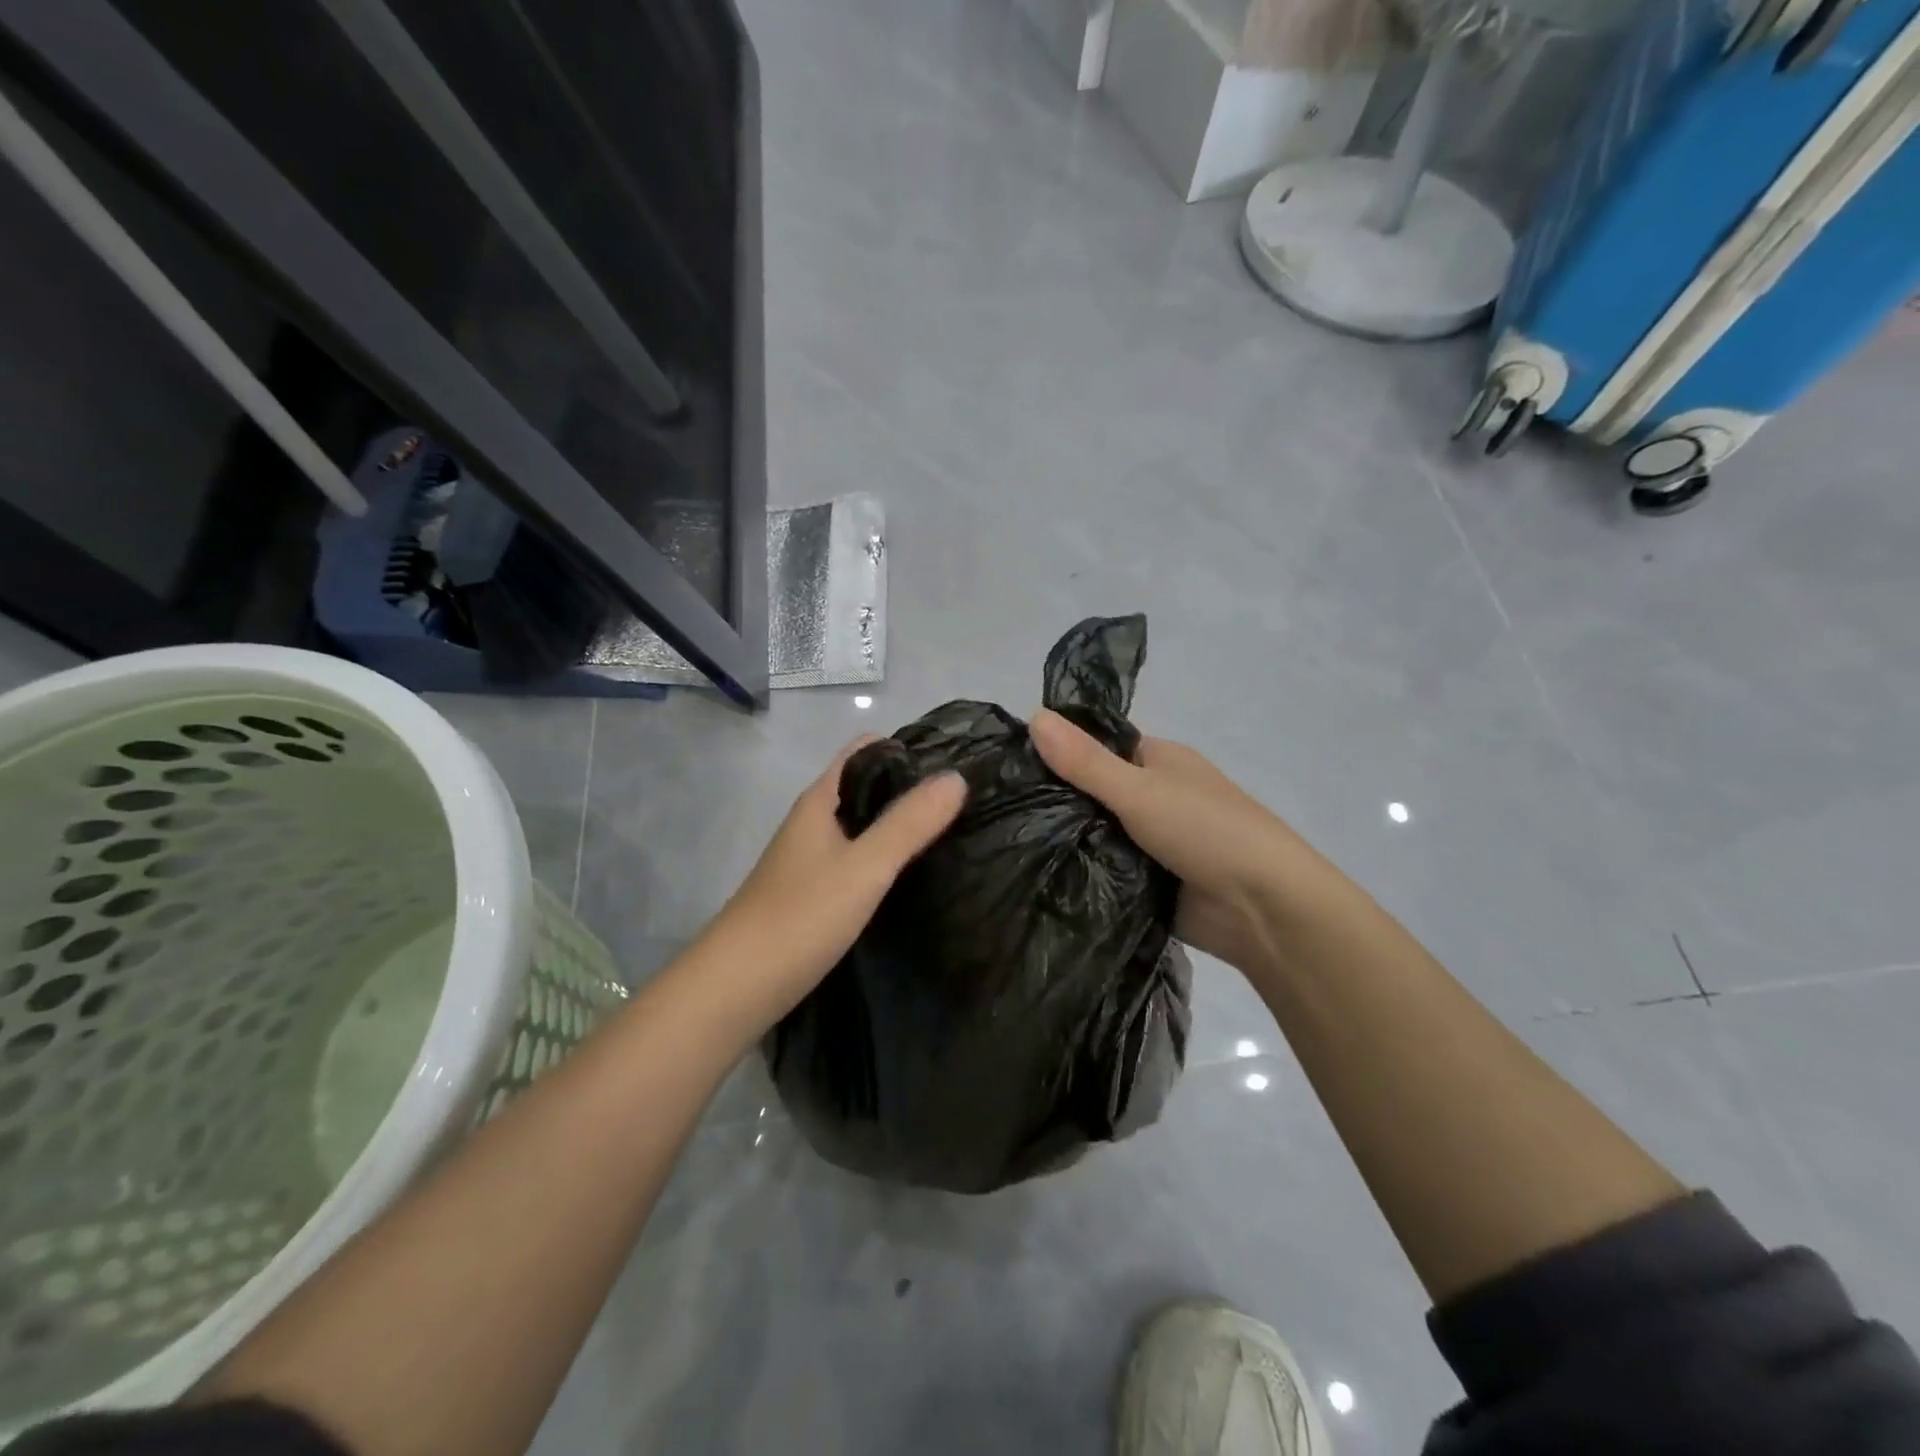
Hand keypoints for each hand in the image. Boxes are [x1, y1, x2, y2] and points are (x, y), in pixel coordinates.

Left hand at [698, 736, 966, 1028]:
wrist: (736, 988)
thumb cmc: (800, 916)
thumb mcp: (865, 866)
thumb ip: (909, 823)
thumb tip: (956, 776)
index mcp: (819, 801)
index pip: (866, 751)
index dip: (908, 748)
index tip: (956, 760)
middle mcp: (813, 822)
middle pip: (866, 787)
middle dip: (911, 788)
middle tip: (966, 801)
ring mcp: (810, 859)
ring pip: (862, 825)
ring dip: (900, 824)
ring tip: (952, 833)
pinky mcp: (813, 893)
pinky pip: (857, 859)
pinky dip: (885, 858)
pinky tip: (912, 875)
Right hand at [1029, 709, 1300, 973]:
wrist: (1263, 908)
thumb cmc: (1206, 830)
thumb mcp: (1139, 789)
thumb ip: (1085, 761)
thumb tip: (1034, 715)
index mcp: (1158, 761)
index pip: (1097, 748)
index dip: (1058, 753)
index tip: (1008, 766)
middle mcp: (1154, 796)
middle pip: (1093, 794)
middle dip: (1056, 803)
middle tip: (996, 811)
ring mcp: (1152, 842)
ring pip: (1097, 834)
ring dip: (1068, 841)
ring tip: (1004, 844)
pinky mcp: (1148, 883)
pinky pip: (1106, 871)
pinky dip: (1083, 873)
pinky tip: (1037, 876)